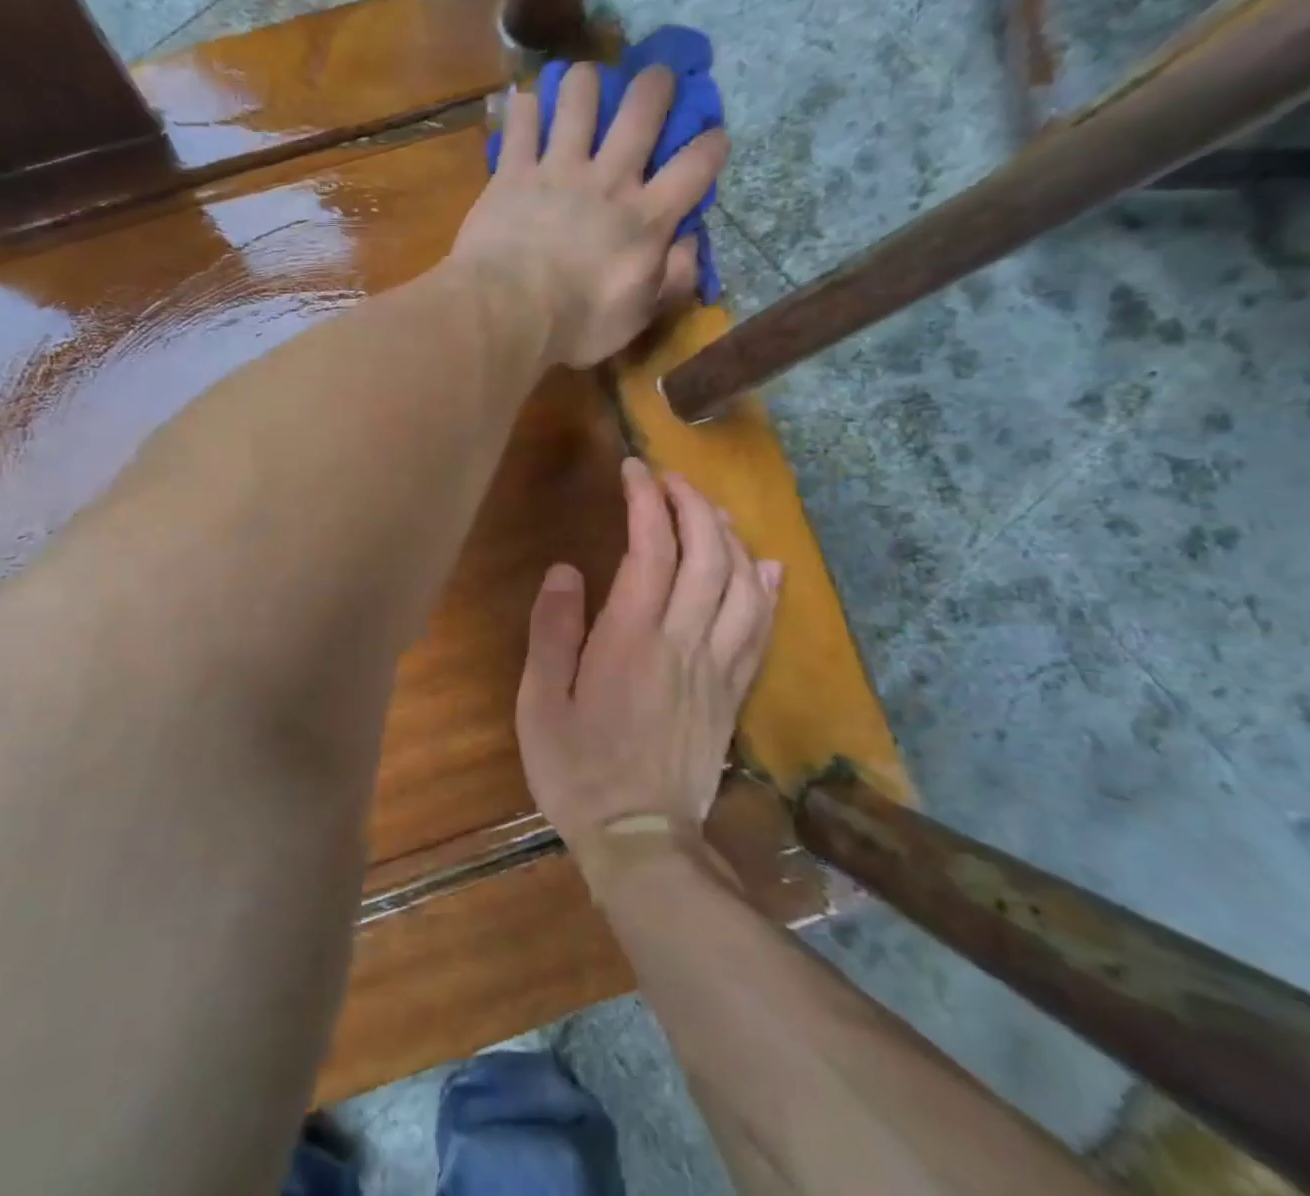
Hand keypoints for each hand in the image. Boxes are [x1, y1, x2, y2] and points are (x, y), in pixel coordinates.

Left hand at [450, 64, 729, 367]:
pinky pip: (521, 122)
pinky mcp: (512, 172)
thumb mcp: (638, 316)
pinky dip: (524, 108)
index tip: (714, 137)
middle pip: (642, 109)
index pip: (695, 167)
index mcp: (646, 217)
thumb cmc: (576, 324)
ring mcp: (558, 169)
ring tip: (583, 83)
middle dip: (656, 84)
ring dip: (585, 82)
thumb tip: (690, 246)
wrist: (508, 313)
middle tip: (656, 76)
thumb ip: (672, 280)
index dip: (711, 146)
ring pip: (579, 97)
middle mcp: (608, 179)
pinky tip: (526, 105)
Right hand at [515, 457, 781, 880]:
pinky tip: (767, 565)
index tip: (635, 470)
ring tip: (711, 510)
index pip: (651, 549)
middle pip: (707, 555)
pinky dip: (769, 589)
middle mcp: (682, 642)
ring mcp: (717, 667)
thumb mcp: (541, 702)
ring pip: (742, 584)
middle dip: (693, 504)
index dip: (646, 500)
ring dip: (730, 536)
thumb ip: (553, 631)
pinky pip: (762, 630)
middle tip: (670, 478)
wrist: (640, 839)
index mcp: (631, 639)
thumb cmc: (577, 768)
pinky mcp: (733, 692)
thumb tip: (567, 570)